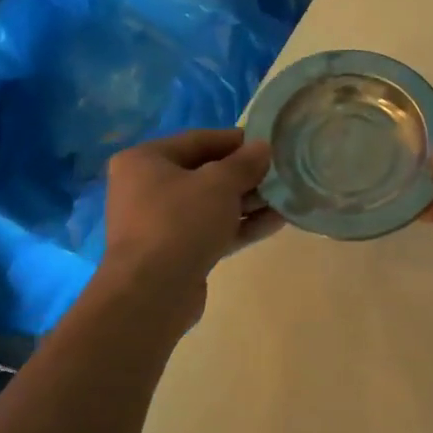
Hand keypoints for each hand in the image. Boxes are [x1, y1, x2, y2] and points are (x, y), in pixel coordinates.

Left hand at [98, 129, 280, 328]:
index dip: (236, 141)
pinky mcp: (176, 252)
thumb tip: (263, 147)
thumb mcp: (218, 184)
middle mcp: (147, 187)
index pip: (198, 140)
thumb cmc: (179, 222)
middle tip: (281, 173)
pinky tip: (276, 222)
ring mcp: (160, 223)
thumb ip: (244, 163)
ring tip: (287, 197)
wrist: (151, 293)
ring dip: (248, 202)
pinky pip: (212, 230)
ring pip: (211, 205)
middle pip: (205, 173)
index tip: (270, 144)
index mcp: (145, 160)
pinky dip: (240, 225)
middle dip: (245, 174)